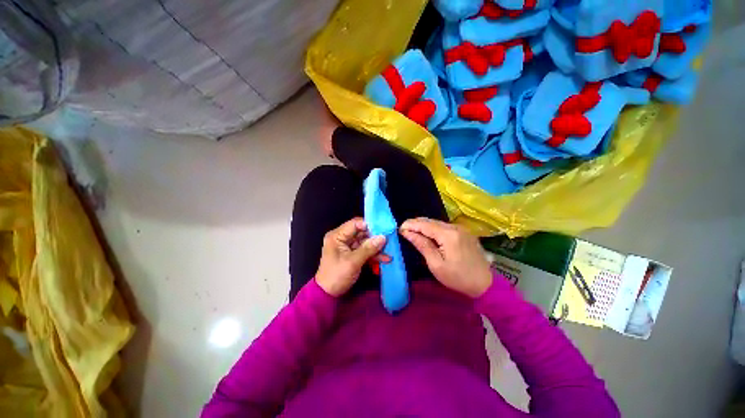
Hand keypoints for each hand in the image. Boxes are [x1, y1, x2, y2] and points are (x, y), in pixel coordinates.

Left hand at [315, 218, 387, 296]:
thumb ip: (368, 248)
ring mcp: (347, 246)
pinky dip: (373, 254)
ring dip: (376, 247)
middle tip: (389, 239)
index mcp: (337, 235)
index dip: (369, 225)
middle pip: (361, 232)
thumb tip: (383, 237)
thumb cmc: (337, 276)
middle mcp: (342, 238)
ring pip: (365, 242)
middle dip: (375, 237)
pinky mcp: (352, 254)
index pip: (355, 224)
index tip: (383, 229)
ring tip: (389, 250)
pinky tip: (385, 258)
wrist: (328, 294)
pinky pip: (364, 250)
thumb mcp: (353, 262)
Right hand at [400, 218, 492, 297]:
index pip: (424, 225)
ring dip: (424, 226)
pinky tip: (428, 234)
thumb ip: (422, 245)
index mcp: (448, 235)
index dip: (411, 225)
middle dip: (416, 224)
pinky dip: (433, 229)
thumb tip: (407, 232)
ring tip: (413, 231)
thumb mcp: (436, 264)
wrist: (485, 284)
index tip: (399, 228)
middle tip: (404, 230)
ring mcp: (461, 229)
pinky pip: (445, 226)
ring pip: (437, 223)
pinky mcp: (464, 232)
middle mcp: (455, 227)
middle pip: (431, 221)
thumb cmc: (457, 278)